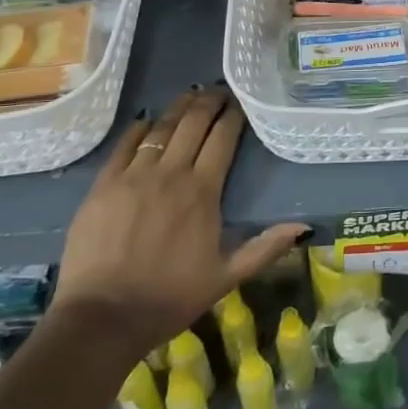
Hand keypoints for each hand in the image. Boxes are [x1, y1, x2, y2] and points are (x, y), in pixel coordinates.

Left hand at [52, 88, 307, 357]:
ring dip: (178, 109)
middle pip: (193, 124)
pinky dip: (138, 129)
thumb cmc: (170, 297)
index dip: (233, 117)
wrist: (103, 318)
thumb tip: (304, 226)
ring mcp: (134, 176)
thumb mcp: (226, 277)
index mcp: (203, 192)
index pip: (223, 139)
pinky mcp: (103, 185)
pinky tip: (146, 121)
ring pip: (161, 128)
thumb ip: (265, 247)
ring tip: (189, 95)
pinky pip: (124, 146)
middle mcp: (171, 174)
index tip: (239, 103)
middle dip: (208, 102)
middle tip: (218, 90)